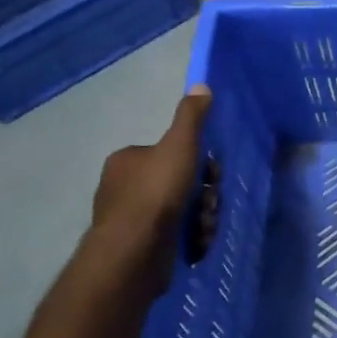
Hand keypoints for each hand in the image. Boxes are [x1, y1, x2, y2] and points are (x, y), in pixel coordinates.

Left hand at [90, 87, 215, 264]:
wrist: (134, 252)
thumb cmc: (155, 194)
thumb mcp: (179, 146)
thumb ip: (191, 117)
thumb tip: (201, 85)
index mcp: (128, 160)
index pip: (172, 154)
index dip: (198, 163)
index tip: (211, 174)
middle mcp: (124, 187)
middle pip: (180, 183)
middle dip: (203, 196)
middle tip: (208, 204)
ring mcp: (132, 219)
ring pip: (181, 211)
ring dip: (201, 218)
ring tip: (204, 228)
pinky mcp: (141, 246)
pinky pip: (175, 236)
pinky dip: (191, 238)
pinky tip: (197, 244)